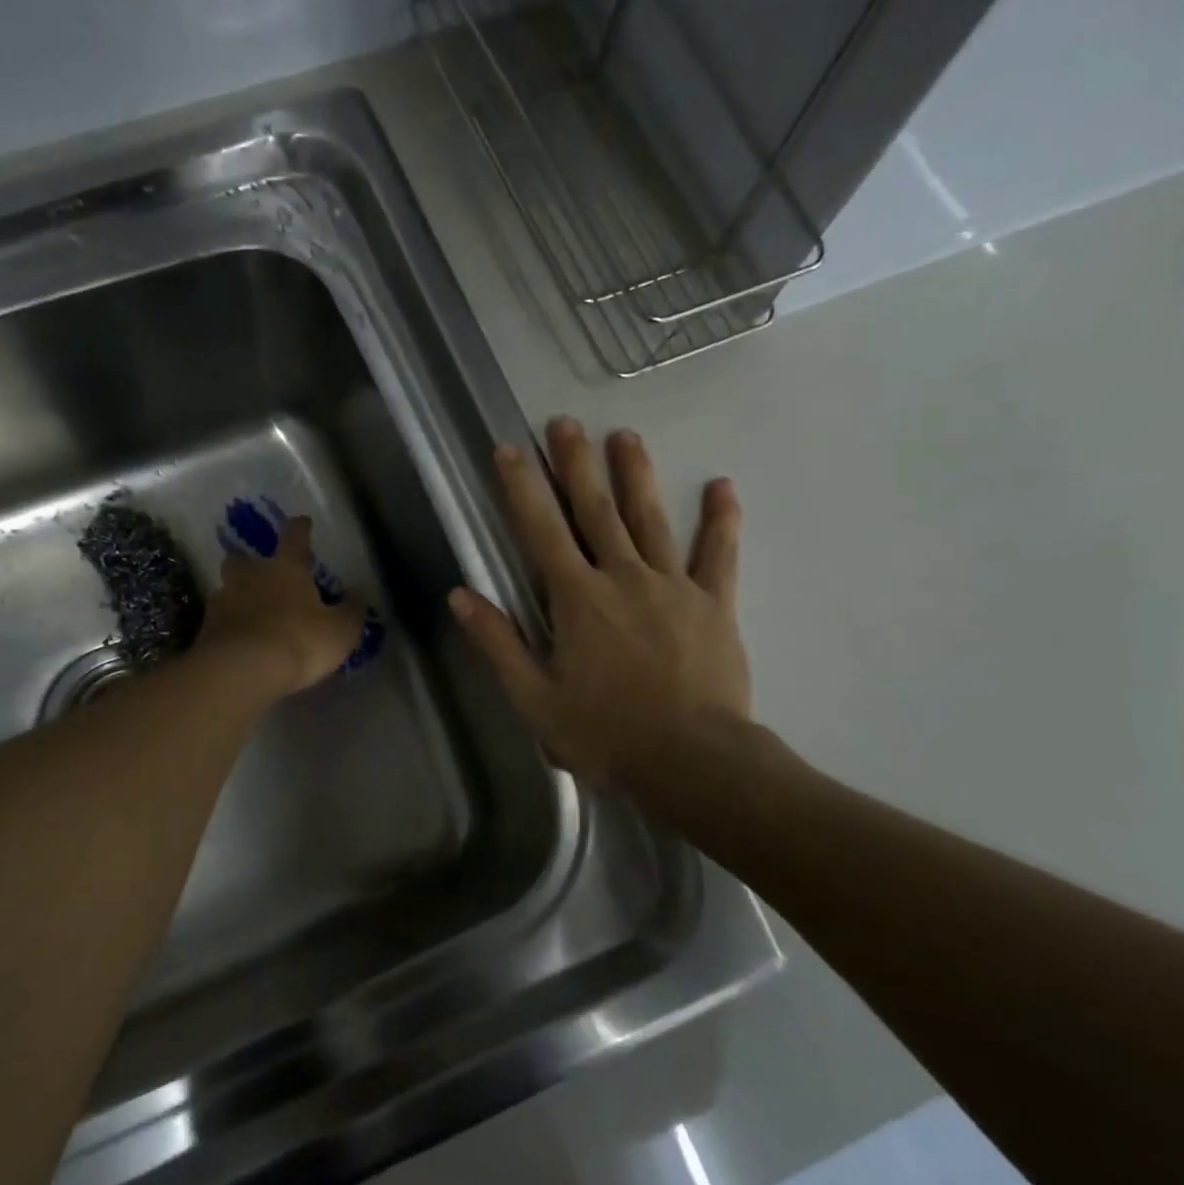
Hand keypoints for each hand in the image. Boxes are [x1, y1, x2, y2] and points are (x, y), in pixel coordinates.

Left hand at [199, 515, 366, 695]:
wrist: (241, 671)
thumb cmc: (299, 641)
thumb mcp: (340, 630)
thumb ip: (351, 609)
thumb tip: (357, 592)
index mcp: (285, 568)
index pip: (294, 537)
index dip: (300, 528)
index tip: (302, 521)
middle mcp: (250, 576)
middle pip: (243, 558)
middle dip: (250, 561)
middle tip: (259, 571)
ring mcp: (223, 601)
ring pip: (227, 588)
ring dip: (237, 595)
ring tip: (249, 611)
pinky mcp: (206, 630)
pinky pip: (219, 620)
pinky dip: (228, 625)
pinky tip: (238, 639)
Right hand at [448, 417, 750, 791]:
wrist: (692, 761)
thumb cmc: (606, 734)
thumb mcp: (535, 699)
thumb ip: (499, 643)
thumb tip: (461, 595)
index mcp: (577, 599)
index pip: (542, 531)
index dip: (523, 487)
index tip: (510, 450)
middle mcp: (622, 577)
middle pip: (595, 510)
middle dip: (576, 464)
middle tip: (565, 423)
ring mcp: (673, 585)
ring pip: (651, 518)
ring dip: (636, 475)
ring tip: (626, 436)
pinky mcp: (714, 603)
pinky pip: (719, 554)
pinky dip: (721, 519)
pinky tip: (723, 486)